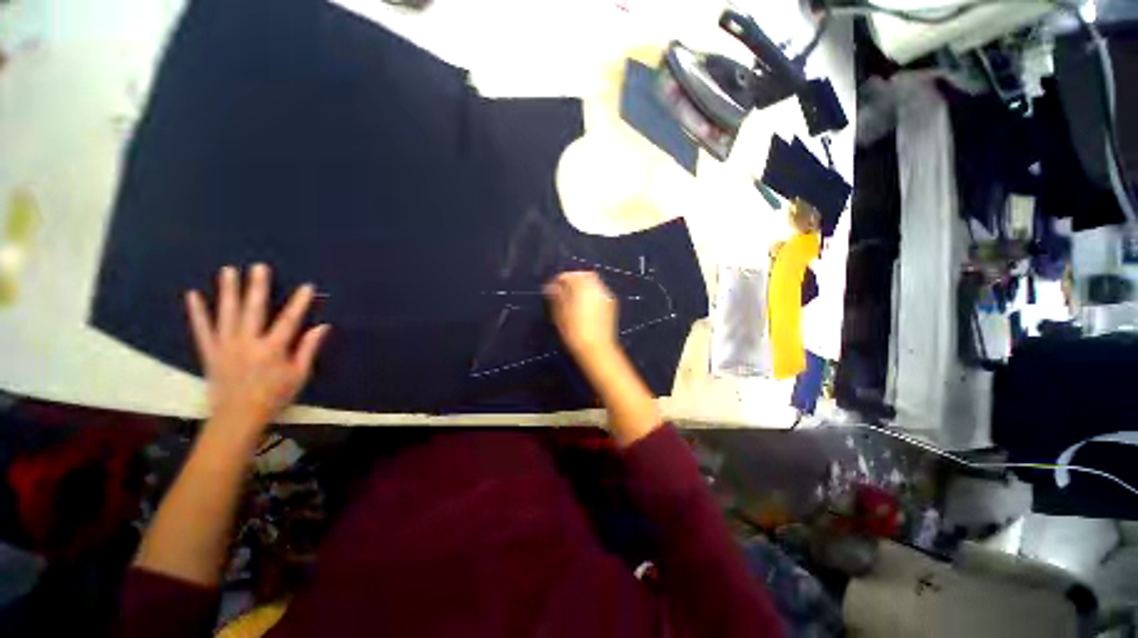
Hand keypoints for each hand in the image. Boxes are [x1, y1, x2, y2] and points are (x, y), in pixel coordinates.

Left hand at [185, 264, 329, 434]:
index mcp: (272, 349)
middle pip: (253, 310)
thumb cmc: (275, 395)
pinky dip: (197, 312)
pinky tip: (193, 295)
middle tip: (258, 267)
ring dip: (228, 291)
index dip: (299, 303)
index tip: (307, 286)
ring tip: (228, 271)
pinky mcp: (209, 351)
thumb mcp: (300, 375)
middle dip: (257, 287)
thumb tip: (322, 327)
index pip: (289, 320)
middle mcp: (247, 343)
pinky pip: (201, 329)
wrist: (237, 416)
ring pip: (226, 314)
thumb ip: (309, 349)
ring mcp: (225, 346)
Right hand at [543, 271, 618, 361]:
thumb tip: (552, 286)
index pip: (568, 275)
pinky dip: (591, 294)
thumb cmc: (574, 332)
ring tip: (573, 299)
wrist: (597, 349)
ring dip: (583, 286)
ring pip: (593, 283)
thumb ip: (555, 296)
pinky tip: (584, 306)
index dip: (558, 280)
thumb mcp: (559, 314)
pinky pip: (599, 292)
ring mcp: (606, 295)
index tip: (551, 289)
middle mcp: (596, 287)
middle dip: (573, 279)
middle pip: (584, 275)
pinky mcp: (611, 305)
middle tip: (563, 291)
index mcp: (582, 286)